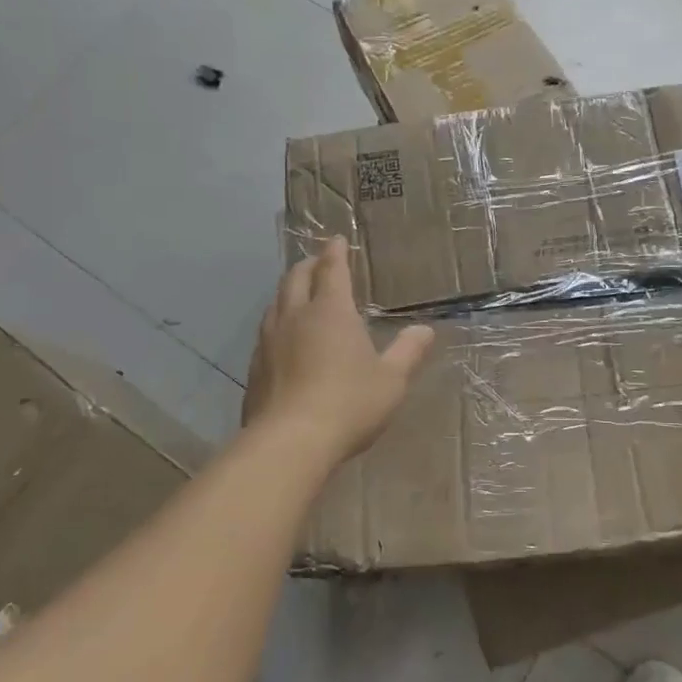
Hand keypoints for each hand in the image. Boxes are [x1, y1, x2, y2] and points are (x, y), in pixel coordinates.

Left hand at [243, 237, 435, 464]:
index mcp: (331, 312)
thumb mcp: (391, 380)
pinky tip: (283, 338)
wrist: (289, 442)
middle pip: (296, 278)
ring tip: (298, 293)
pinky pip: (266, 331)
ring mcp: (270, 341)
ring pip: (276, 302)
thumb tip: (425, 330)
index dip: (335, 252)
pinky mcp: (255, 367)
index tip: (337, 240)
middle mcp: (296, 317)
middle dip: (309, 265)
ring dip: (289, 291)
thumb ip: (408, 351)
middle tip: (318, 262)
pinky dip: (277, 321)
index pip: (332, 270)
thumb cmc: (349, 404)